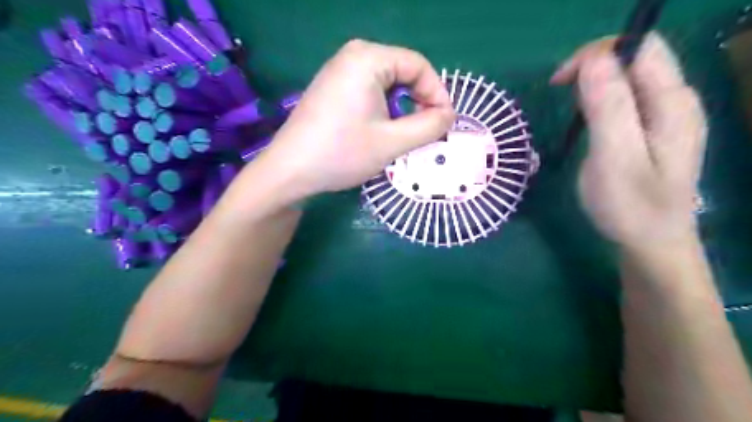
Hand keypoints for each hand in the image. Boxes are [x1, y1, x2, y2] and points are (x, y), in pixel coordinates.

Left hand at [256, 37, 450, 198]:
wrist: (290, 171)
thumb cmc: (342, 153)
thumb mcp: (393, 142)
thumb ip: (429, 126)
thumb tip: (449, 115)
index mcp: (368, 58)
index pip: (419, 66)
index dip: (438, 94)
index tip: (444, 124)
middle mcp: (353, 55)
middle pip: (403, 73)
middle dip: (419, 103)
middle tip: (424, 133)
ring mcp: (339, 71)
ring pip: (388, 85)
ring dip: (402, 110)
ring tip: (402, 137)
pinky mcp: (332, 88)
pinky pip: (370, 92)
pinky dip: (384, 110)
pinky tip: (379, 133)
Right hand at [551, 34, 708, 249]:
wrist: (650, 243)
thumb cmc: (630, 206)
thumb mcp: (615, 157)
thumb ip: (609, 107)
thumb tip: (594, 60)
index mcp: (672, 103)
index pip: (641, 48)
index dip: (598, 53)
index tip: (561, 81)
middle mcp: (675, 102)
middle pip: (636, 58)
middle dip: (594, 66)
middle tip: (561, 94)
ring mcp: (665, 117)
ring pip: (629, 78)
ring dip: (595, 83)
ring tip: (571, 109)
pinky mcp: (652, 131)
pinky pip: (626, 99)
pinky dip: (600, 100)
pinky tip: (588, 120)